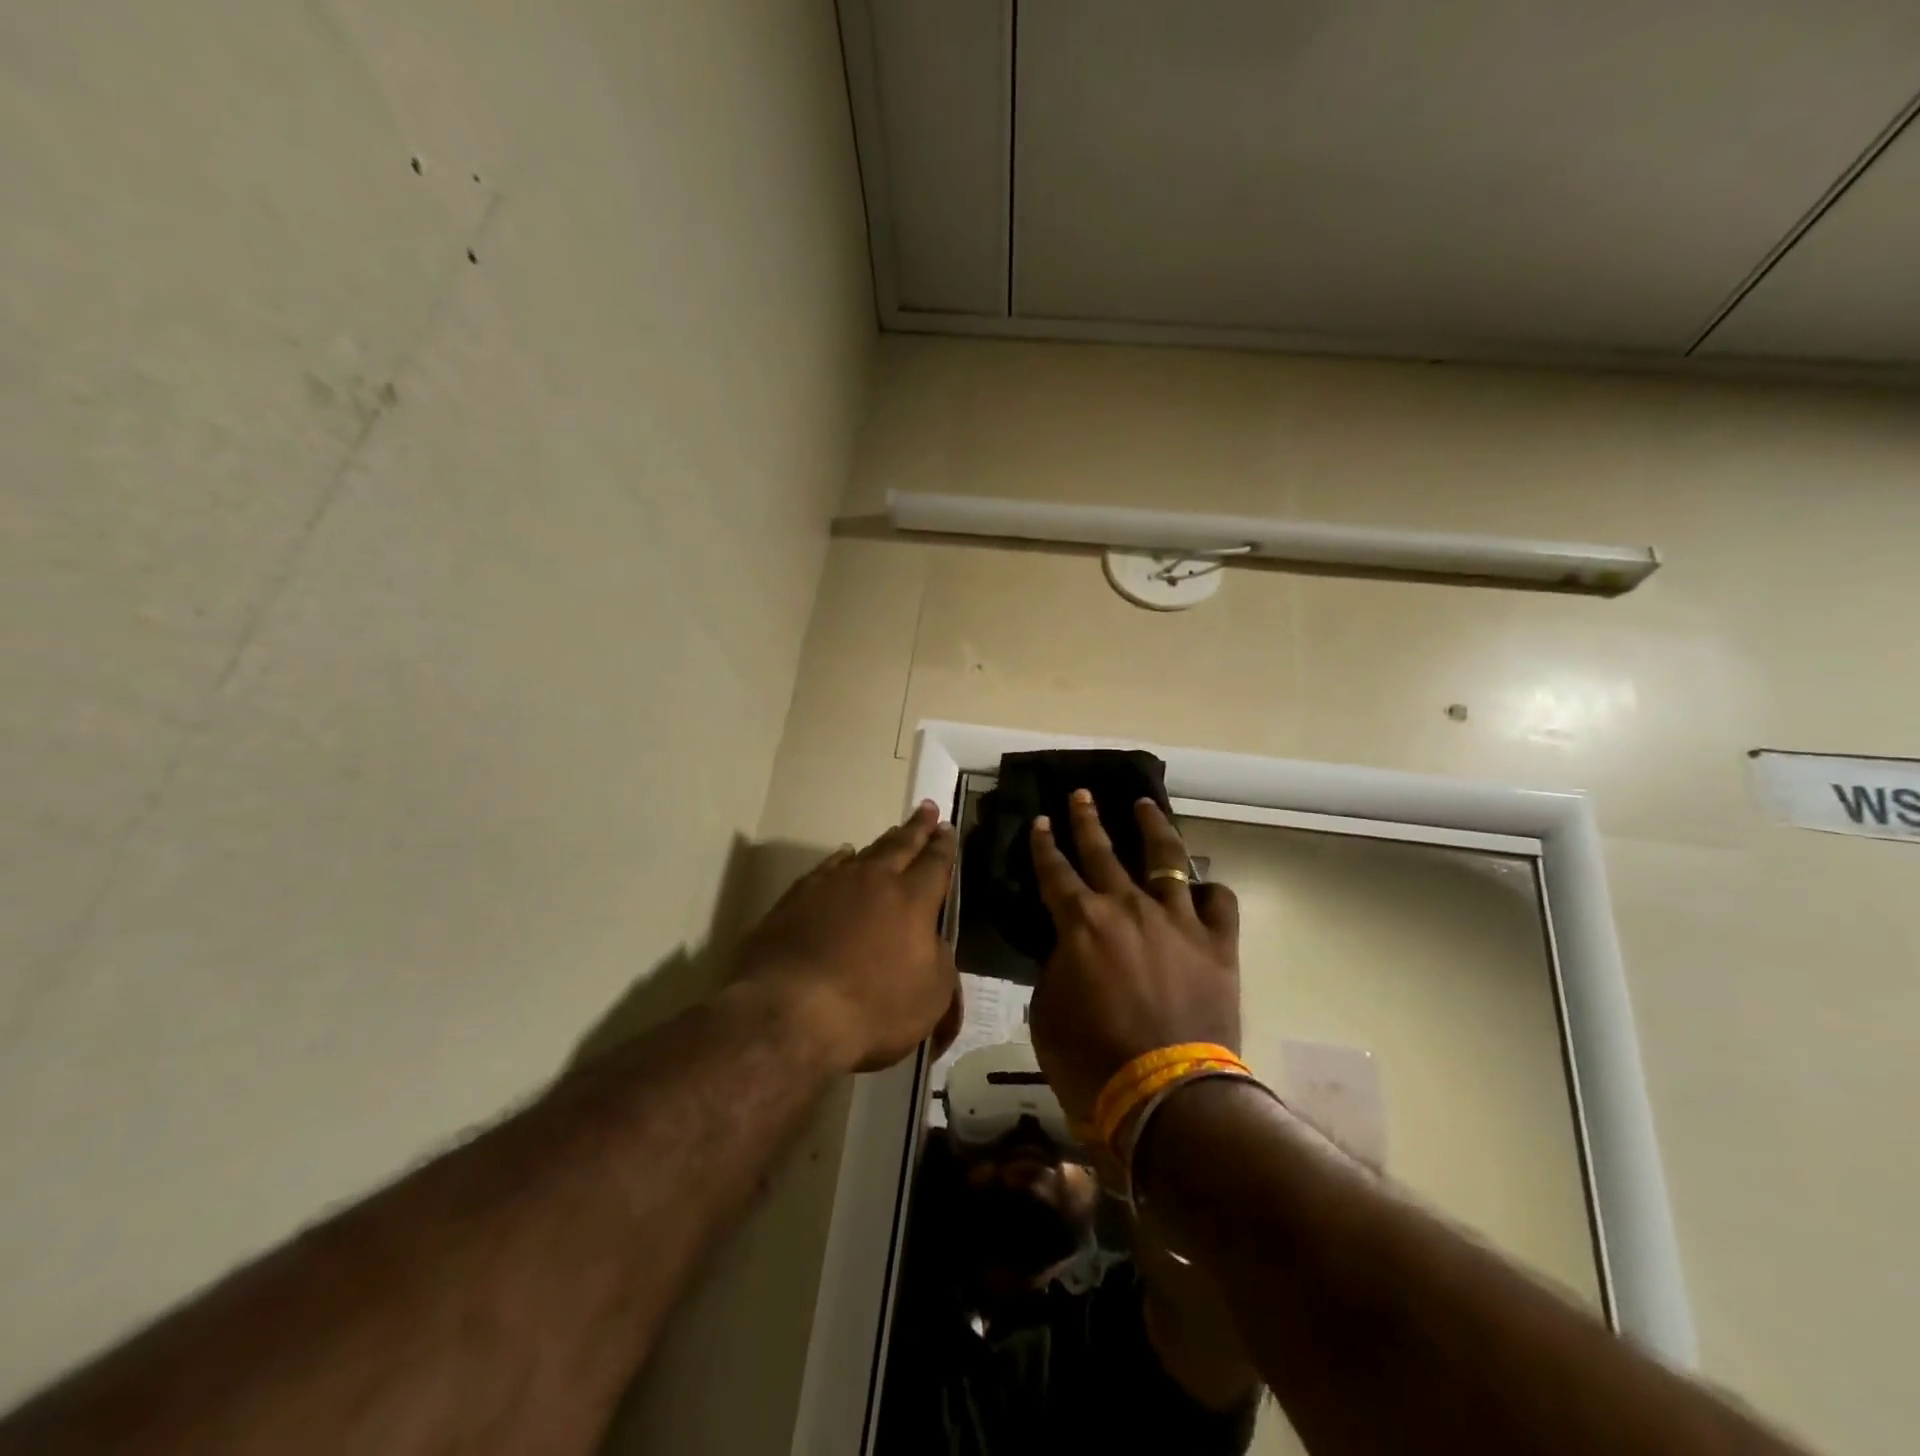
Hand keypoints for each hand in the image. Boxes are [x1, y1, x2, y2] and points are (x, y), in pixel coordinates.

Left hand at [736, 802, 958, 1073]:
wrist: (790, 1011)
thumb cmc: (872, 1008)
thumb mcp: (931, 996)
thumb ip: (940, 961)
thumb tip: (933, 941)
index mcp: (913, 900)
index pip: (936, 863)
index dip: (945, 846)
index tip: (948, 828)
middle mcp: (874, 881)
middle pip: (901, 845)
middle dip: (918, 827)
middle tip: (928, 808)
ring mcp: (831, 885)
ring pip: (864, 853)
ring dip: (882, 842)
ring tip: (893, 832)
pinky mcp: (796, 897)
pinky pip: (827, 868)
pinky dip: (841, 860)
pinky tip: (843, 857)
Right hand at [1027, 792, 1240, 1125]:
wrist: (1166, 1096)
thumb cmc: (1091, 1060)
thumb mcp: (1047, 1011)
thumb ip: (1056, 967)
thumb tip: (1067, 948)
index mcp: (1081, 922)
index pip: (1054, 870)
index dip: (1043, 844)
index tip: (1039, 821)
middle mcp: (1128, 907)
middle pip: (1102, 851)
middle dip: (1087, 820)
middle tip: (1081, 794)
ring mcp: (1176, 921)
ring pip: (1164, 859)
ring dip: (1151, 828)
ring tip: (1144, 805)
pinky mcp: (1216, 944)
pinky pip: (1218, 903)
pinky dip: (1208, 892)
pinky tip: (1203, 887)